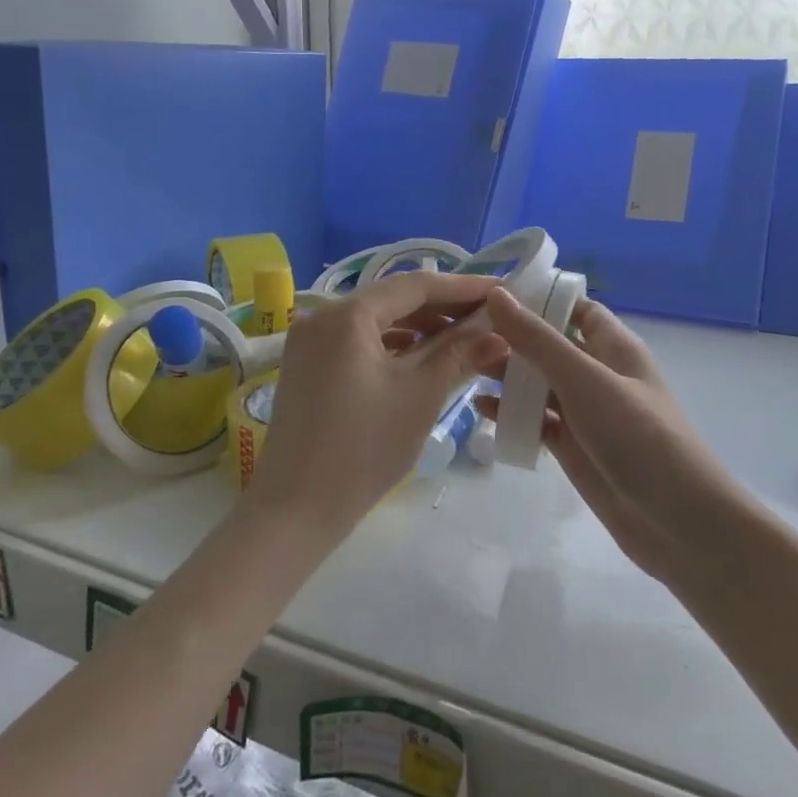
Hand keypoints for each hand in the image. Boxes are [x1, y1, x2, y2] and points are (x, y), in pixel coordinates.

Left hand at [246, 271, 504, 543]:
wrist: (296, 510)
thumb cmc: (364, 448)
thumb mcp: (420, 395)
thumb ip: (458, 353)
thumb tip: (498, 332)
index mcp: (347, 315)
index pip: (415, 285)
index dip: (462, 287)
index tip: (502, 290)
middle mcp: (322, 316)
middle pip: (393, 299)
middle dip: (443, 307)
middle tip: (489, 316)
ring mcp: (310, 342)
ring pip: (377, 321)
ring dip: (420, 327)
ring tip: (466, 337)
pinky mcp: (308, 367)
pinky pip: (359, 342)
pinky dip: (394, 346)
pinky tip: (424, 356)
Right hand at [478, 287, 746, 587]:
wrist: (678, 521)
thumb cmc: (637, 434)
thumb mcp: (584, 378)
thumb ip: (537, 339)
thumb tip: (497, 293)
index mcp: (613, 345)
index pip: (573, 307)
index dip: (537, 297)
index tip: (490, 291)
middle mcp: (598, 373)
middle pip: (549, 345)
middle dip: (512, 338)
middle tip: (463, 332)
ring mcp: (585, 412)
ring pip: (539, 384)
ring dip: (507, 375)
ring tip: (465, 367)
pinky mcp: (574, 447)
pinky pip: (537, 421)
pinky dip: (513, 414)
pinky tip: (482, 410)